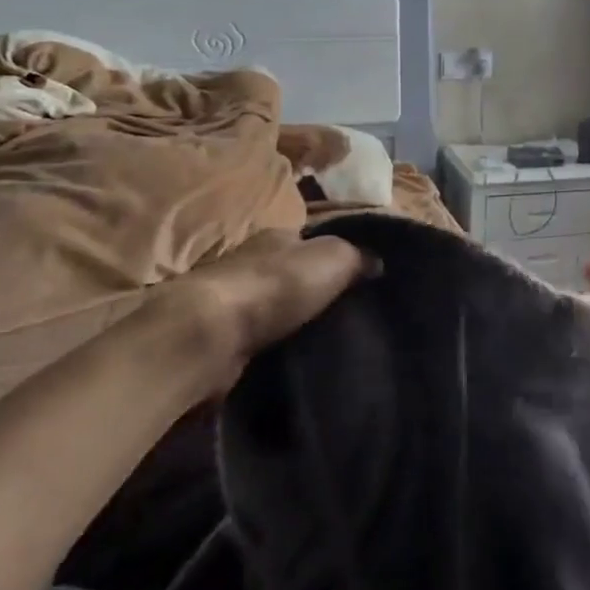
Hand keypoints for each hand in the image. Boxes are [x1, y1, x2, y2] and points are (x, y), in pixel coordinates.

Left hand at [136, 230, 374, 393]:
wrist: (212, 333)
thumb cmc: (277, 285)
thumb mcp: (332, 257)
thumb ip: (356, 255)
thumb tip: (377, 261)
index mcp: (276, 235)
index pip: (309, 237)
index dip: (334, 253)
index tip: (358, 275)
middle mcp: (251, 260)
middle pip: (291, 271)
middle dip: (314, 288)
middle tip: (347, 311)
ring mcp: (232, 298)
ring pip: (274, 305)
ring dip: (293, 318)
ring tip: (327, 337)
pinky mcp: (222, 334)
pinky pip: (259, 335)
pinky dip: (275, 342)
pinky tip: (295, 354)